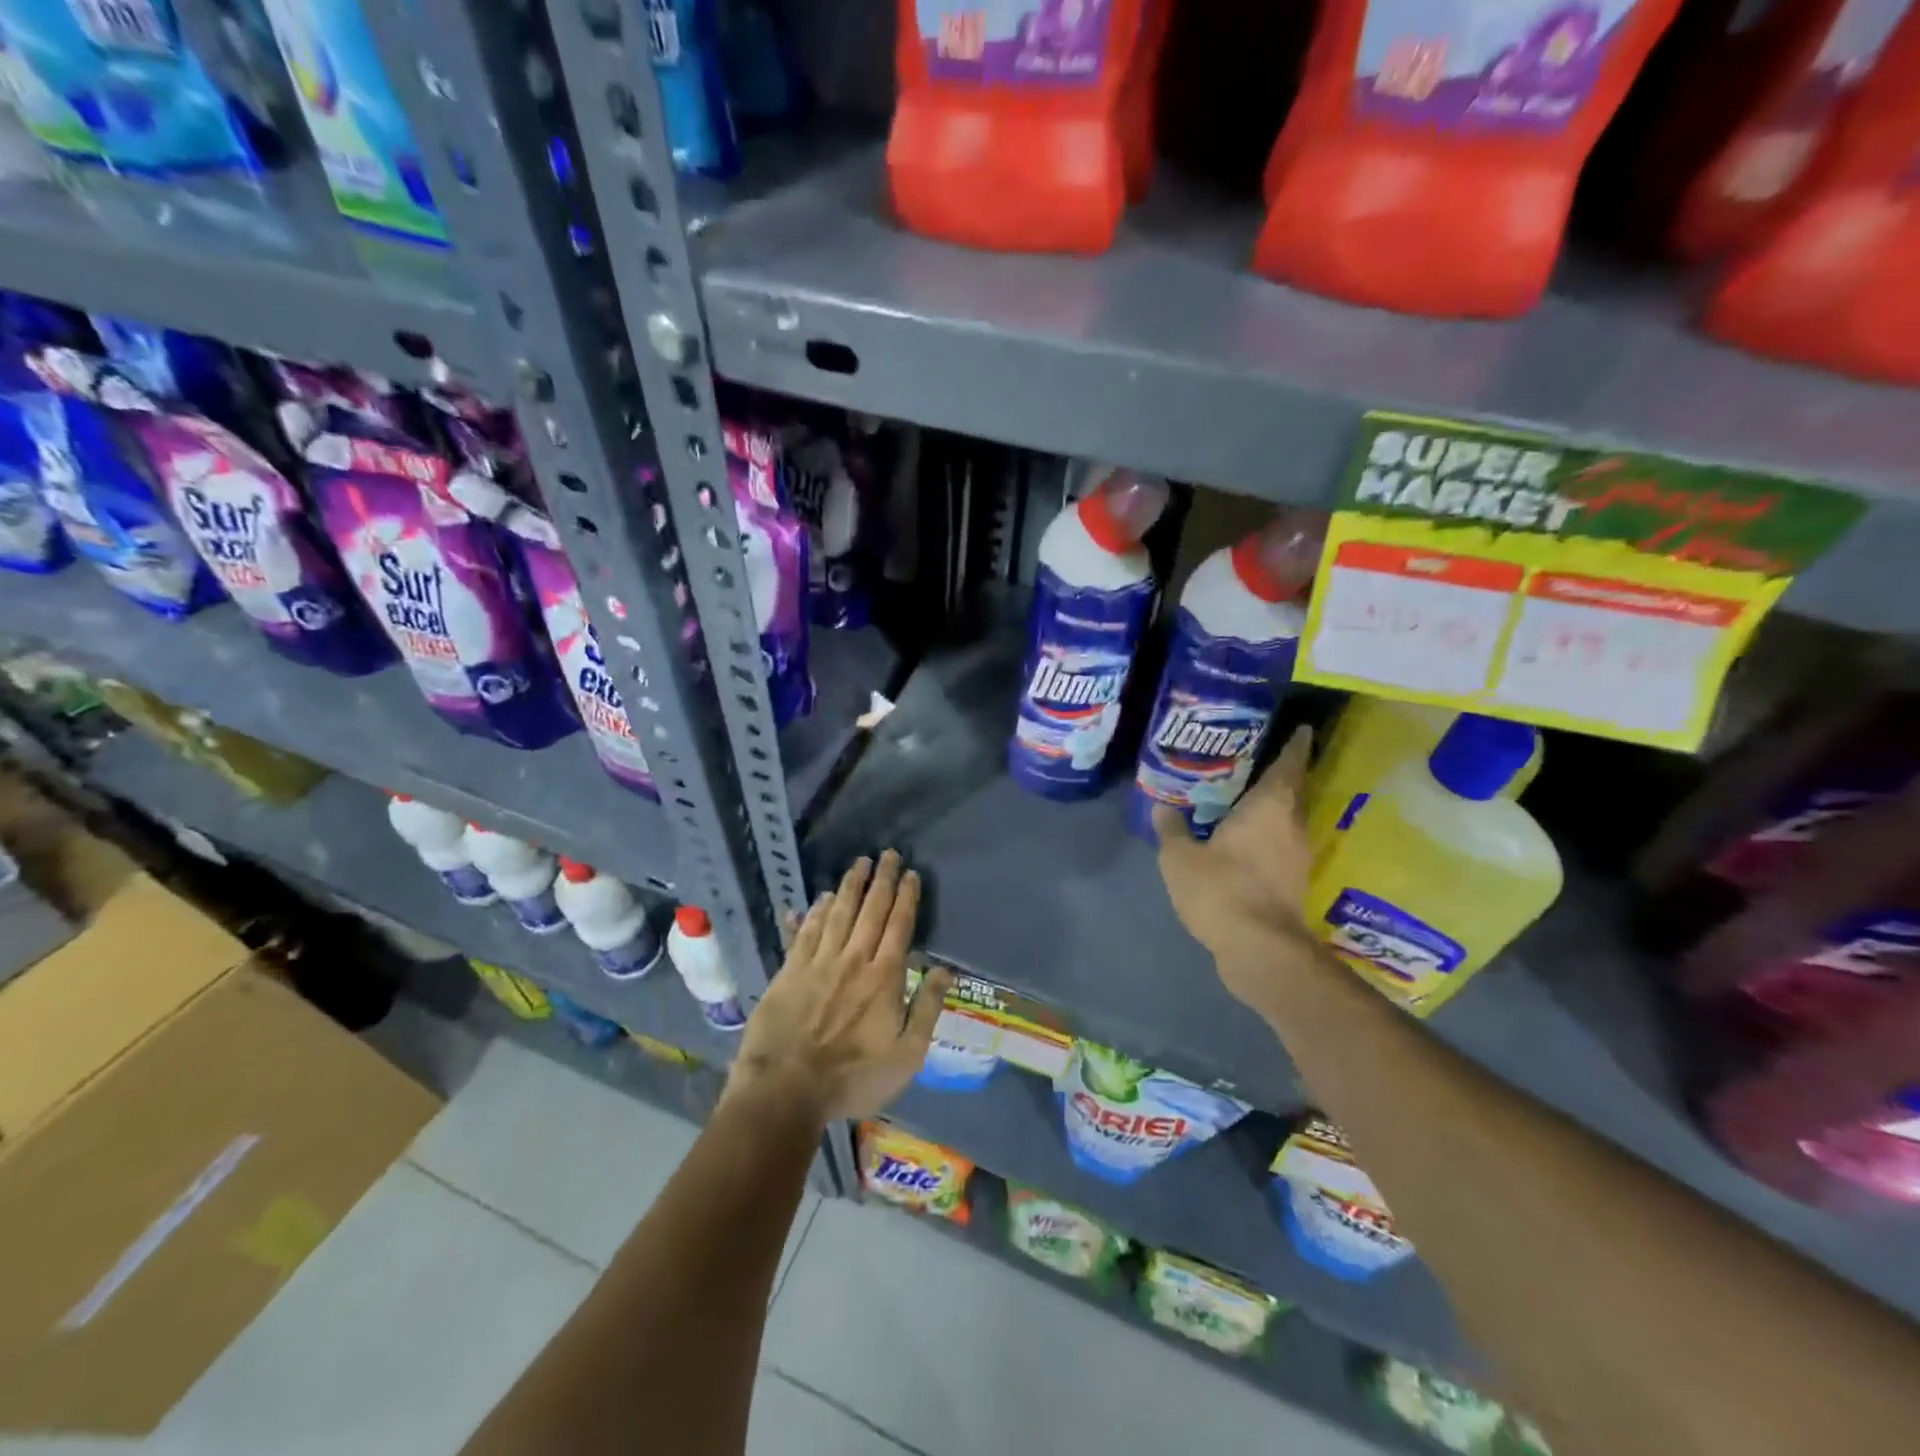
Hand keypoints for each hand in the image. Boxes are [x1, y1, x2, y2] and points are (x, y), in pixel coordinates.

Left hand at [726, 850, 950, 1125]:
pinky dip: (813, 913)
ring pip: (837, 914)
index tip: (910, 873)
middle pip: (870, 911)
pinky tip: (818, 899)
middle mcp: (852, 960)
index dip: (905, 897)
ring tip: (858, 863)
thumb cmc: (853, 1077)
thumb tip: (945, 969)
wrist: (786, 1089)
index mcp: (884, 977)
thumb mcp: (907, 1055)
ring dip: (850, 886)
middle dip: (881, 880)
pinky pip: (804, 933)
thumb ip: (927, 1008)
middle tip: (887, 854)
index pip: (899, 926)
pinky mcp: (789, 972)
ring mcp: (818, 963)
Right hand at [1153, 726, 1321, 1018]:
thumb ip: (1172, 829)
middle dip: (1280, 776)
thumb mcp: (1180, 857)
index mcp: (1270, 806)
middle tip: (1255, 761)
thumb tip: (1162, 808)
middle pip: (1291, 792)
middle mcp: (1291, 825)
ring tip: (1243, 799)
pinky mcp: (1293, 884)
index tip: (1302, 729)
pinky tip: (1242, 841)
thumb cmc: (1221, 889)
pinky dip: (1266, 838)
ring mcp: (1297, 857)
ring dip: (1271, 810)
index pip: (1289, 765)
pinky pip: (1279, 847)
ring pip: (1286, 821)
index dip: (1296, 745)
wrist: (1260, 949)